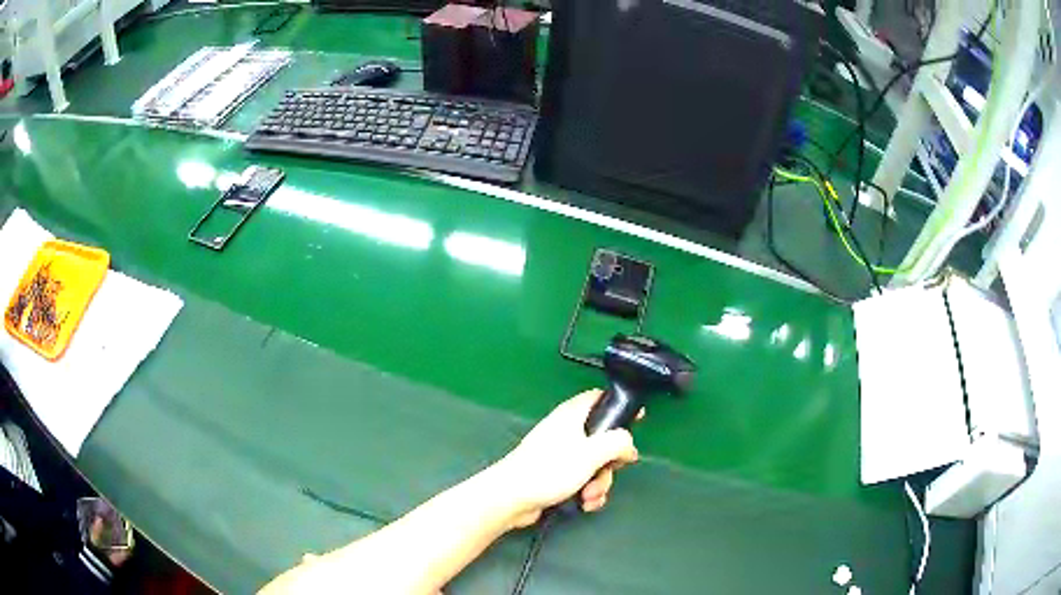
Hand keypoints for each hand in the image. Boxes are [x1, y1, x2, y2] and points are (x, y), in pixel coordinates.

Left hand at [492, 390, 640, 528]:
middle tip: (607, 471)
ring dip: (599, 483)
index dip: (619, 406)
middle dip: (610, 462)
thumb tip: (629, 447)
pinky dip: (586, 492)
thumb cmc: (549, 469)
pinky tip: (583, 503)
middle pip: (603, 439)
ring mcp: (560, 454)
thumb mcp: (593, 453)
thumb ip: (618, 443)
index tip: (636, 420)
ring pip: (595, 464)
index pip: (600, 398)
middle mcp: (566, 431)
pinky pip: (582, 480)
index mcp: (572, 415)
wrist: (512, 498)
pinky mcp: (555, 475)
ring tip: (588, 495)